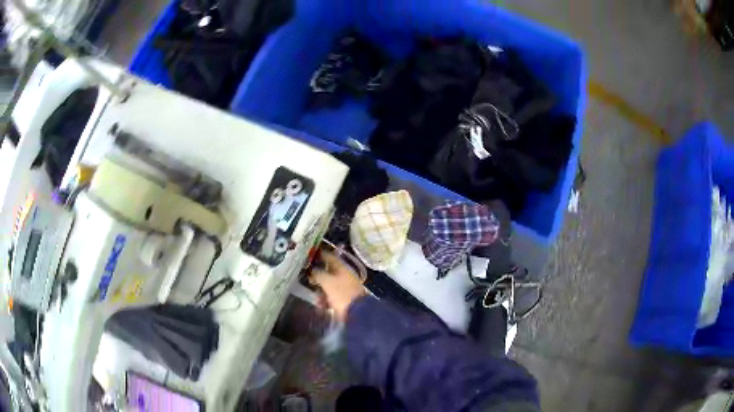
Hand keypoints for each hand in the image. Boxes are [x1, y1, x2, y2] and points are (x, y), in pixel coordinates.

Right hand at [310, 251, 365, 321]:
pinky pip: (331, 297)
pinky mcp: (344, 300)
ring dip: (320, 291)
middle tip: (308, 278)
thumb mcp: (327, 281)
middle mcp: (345, 277)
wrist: (357, 313)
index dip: (321, 255)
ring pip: (329, 286)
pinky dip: (325, 300)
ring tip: (316, 297)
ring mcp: (345, 288)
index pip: (331, 257)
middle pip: (329, 272)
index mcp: (343, 269)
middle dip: (318, 276)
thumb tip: (313, 270)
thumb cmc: (342, 293)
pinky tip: (321, 305)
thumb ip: (318, 274)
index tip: (310, 256)